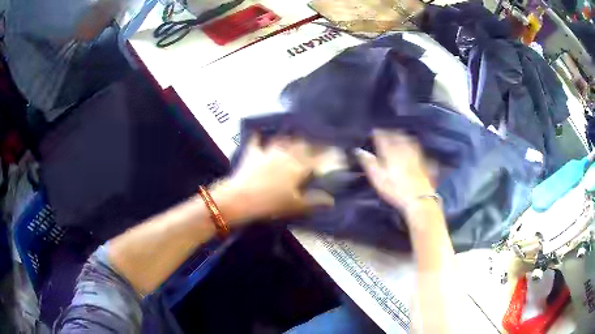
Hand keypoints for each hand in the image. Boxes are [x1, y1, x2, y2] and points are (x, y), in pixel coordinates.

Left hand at [213, 135, 333, 224]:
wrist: (241, 198)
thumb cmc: (271, 204)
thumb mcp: (296, 205)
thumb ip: (315, 201)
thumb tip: (332, 200)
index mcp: (298, 168)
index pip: (316, 159)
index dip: (326, 155)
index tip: (335, 151)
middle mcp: (285, 155)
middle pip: (300, 145)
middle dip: (309, 144)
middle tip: (314, 144)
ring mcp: (268, 152)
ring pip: (282, 141)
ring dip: (289, 139)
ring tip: (293, 137)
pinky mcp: (252, 154)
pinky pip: (255, 142)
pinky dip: (257, 138)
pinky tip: (257, 133)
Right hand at [355, 130, 435, 216]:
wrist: (419, 198)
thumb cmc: (394, 189)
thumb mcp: (377, 178)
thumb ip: (368, 162)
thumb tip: (358, 150)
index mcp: (390, 151)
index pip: (382, 136)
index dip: (376, 133)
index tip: (372, 132)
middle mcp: (403, 148)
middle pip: (396, 135)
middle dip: (389, 132)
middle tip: (385, 133)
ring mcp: (415, 154)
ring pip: (408, 139)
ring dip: (401, 136)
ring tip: (398, 135)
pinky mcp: (423, 162)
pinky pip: (417, 148)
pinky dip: (413, 145)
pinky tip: (413, 146)